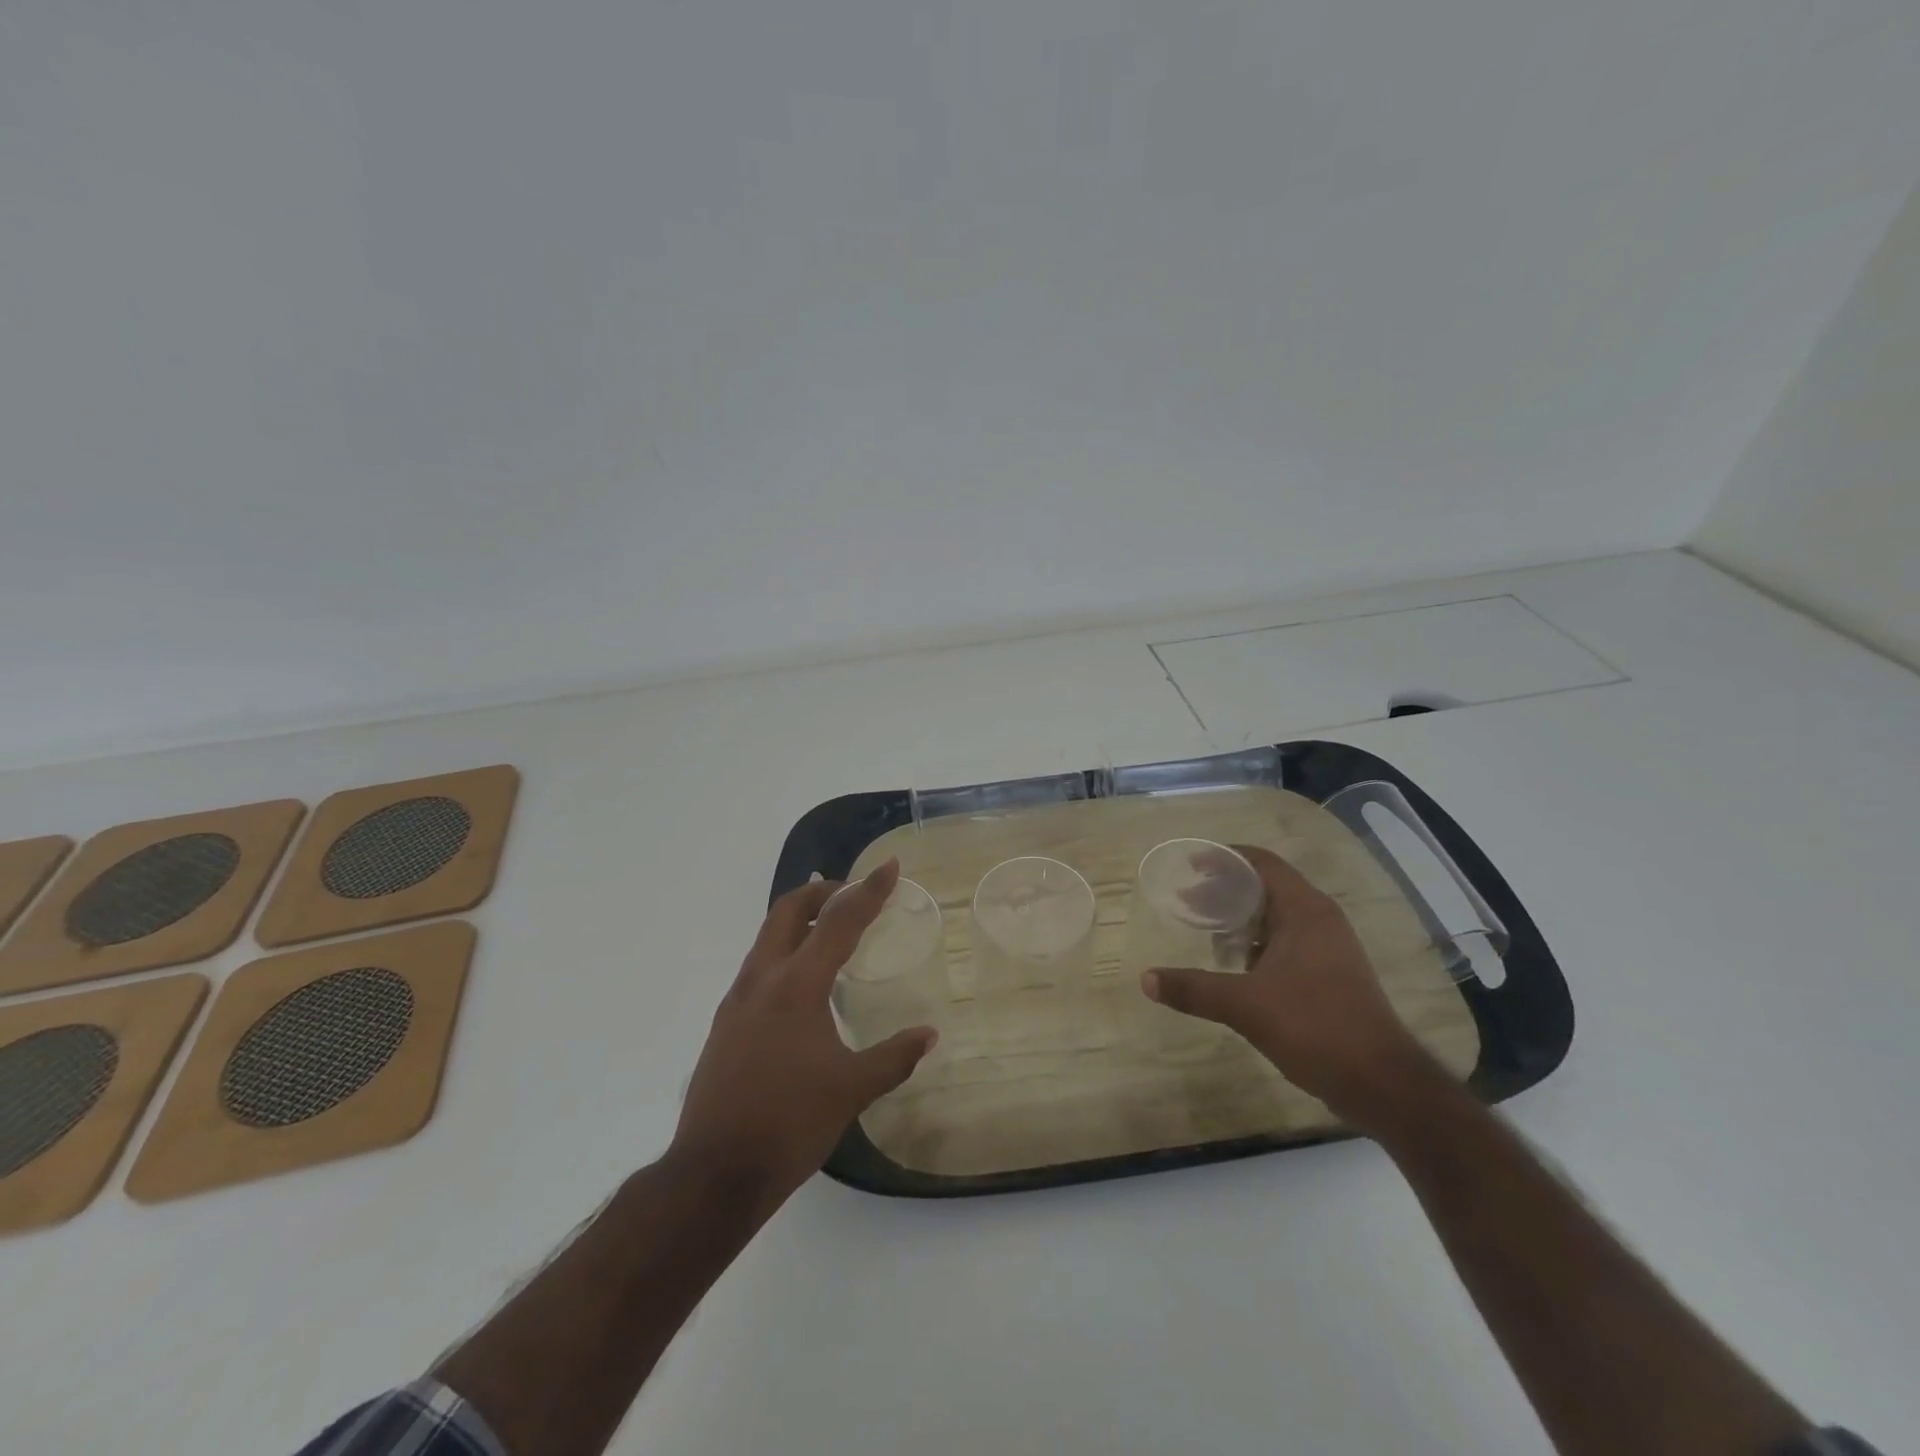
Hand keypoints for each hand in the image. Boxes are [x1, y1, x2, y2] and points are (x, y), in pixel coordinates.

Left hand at [669, 859, 936, 1202]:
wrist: (714, 1172)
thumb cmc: (790, 1124)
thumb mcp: (851, 1090)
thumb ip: (893, 1057)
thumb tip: (930, 1035)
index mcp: (797, 986)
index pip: (839, 921)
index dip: (868, 891)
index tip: (889, 866)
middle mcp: (762, 980)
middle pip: (787, 910)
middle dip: (820, 891)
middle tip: (850, 893)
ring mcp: (736, 1000)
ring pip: (766, 937)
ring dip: (797, 920)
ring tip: (826, 928)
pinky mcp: (724, 1023)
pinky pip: (756, 967)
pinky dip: (782, 952)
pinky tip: (799, 984)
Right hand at [1143, 843, 1435, 1130]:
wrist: (1381, 1083)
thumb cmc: (1315, 1027)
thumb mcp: (1246, 1006)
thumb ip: (1194, 989)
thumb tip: (1145, 979)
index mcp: (1305, 911)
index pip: (1262, 863)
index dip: (1225, 858)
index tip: (1191, 865)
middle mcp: (1320, 920)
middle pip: (1267, 887)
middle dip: (1225, 890)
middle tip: (1187, 899)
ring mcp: (1329, 948)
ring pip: (1277, 917)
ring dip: (1241, 918)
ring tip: (1205, 929)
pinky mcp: (1331, 974)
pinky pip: (1286, 942)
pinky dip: (1257, 942)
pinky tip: (1235, 965)